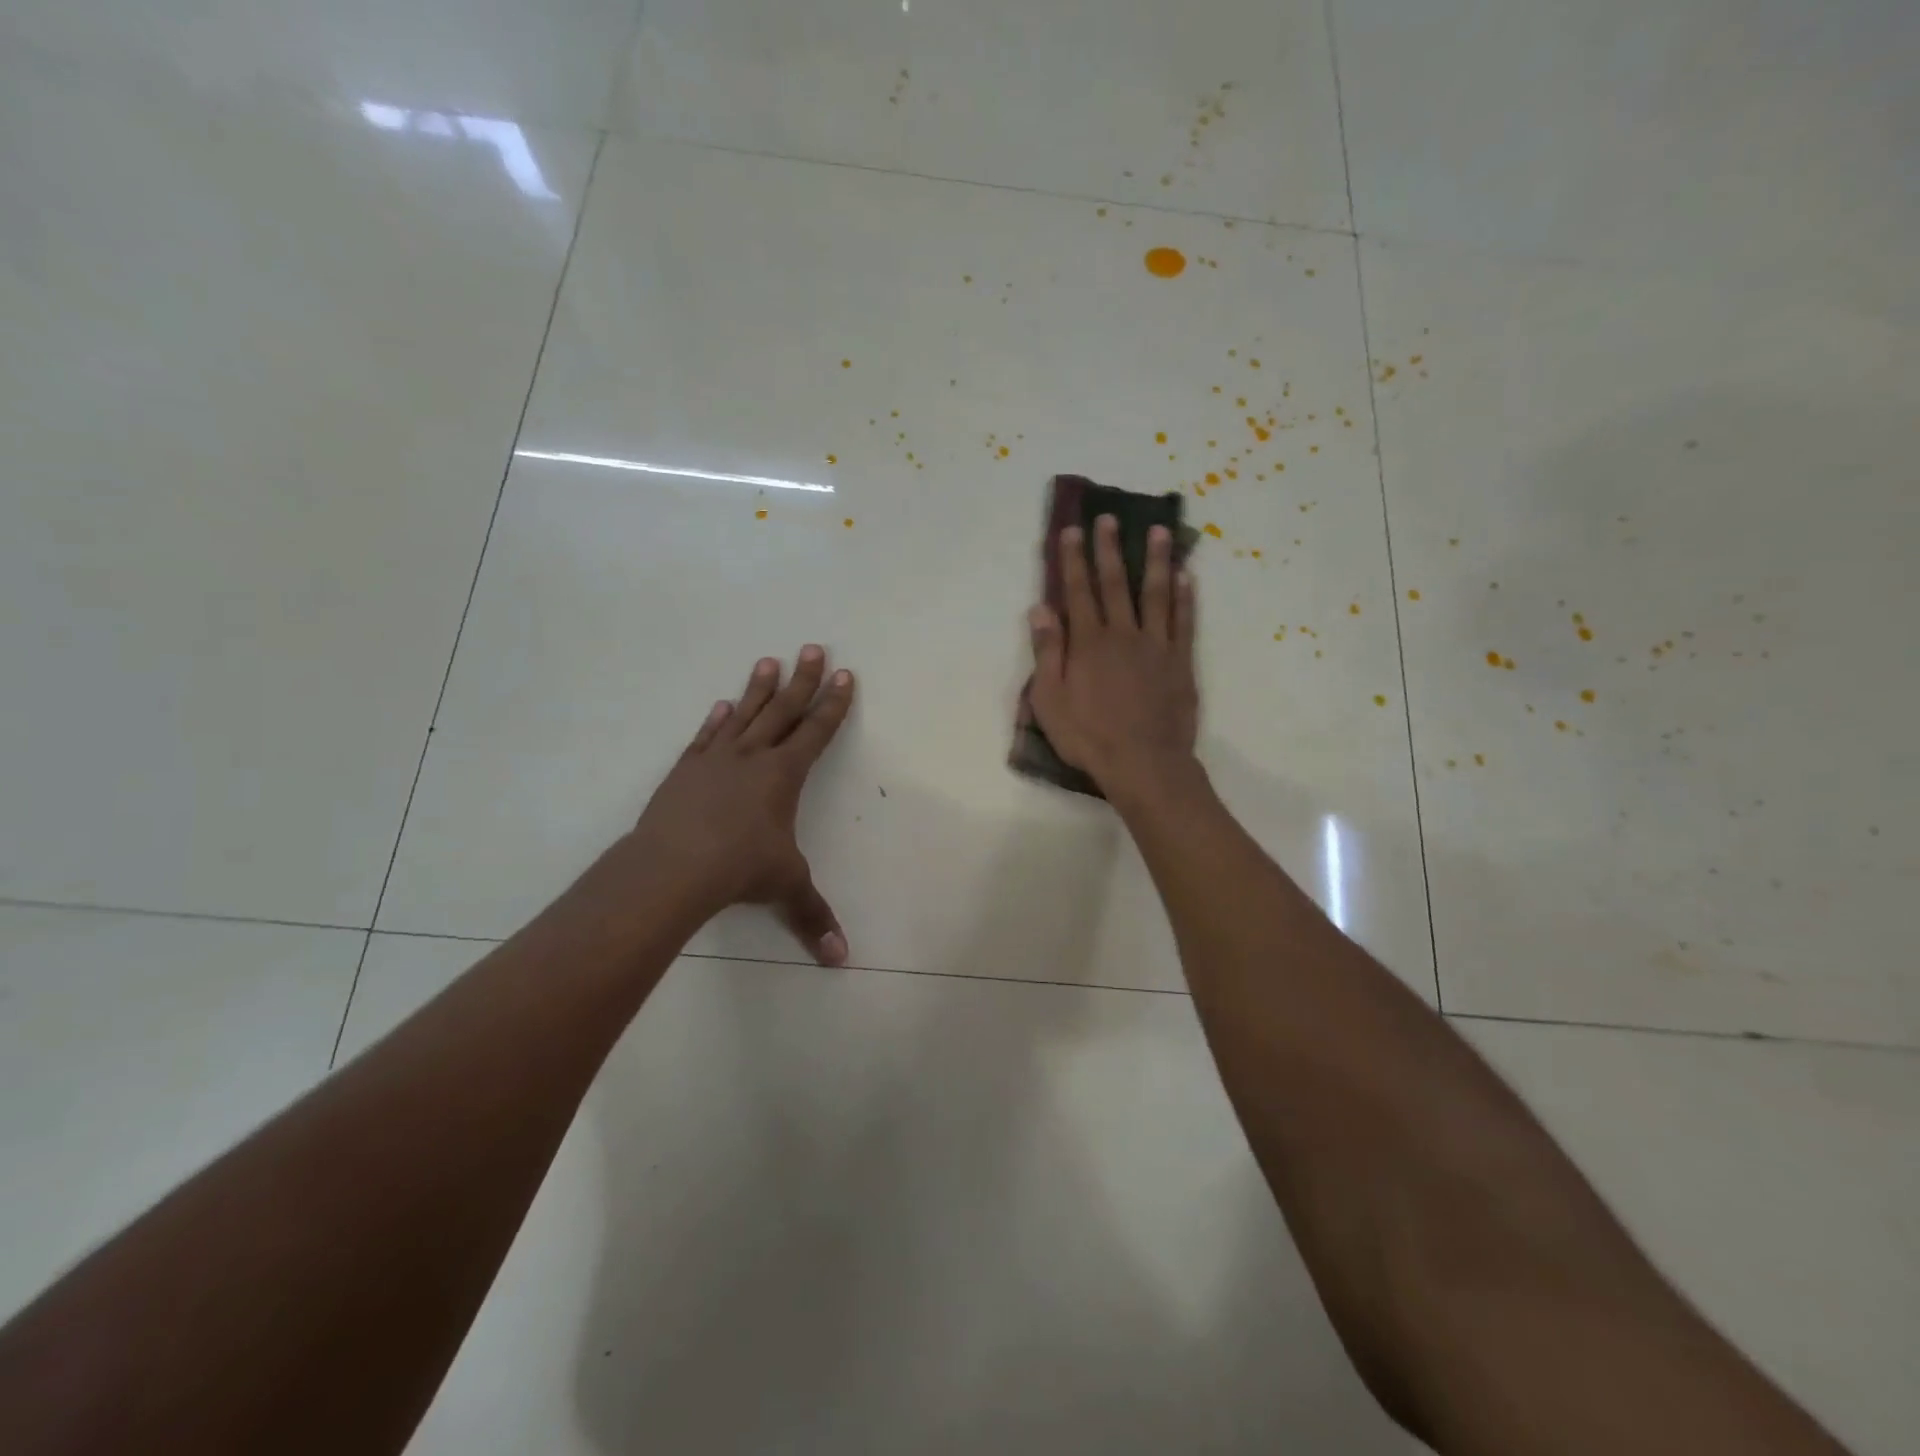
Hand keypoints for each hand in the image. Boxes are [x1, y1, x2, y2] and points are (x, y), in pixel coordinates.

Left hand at [625, 647, 854, 964]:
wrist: (672, 867)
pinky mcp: (685, 771)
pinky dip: (716, 720)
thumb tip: (841, 960)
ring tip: (769, 661)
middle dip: (803, 680)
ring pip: (744, 714)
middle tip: (812, 647)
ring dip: (759, 688)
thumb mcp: (785, 888)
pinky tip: (721, 704)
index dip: (834, 704)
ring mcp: (716, 760)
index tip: (845, 676)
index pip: (816, 732)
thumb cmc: (739, 869)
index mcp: (784, 775)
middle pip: (783, 709)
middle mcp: (753, 757)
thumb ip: (813, 916)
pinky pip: (706, 737)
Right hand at [1027, 515, 1198, 799]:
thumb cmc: (1089, 736)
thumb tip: (1040, 608)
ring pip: (1156, 593)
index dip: (1074, 559)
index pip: (1078, 591)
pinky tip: (1186, 576)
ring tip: (1159, 531)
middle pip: (1115, 583)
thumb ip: (1047, 652)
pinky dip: (1185, 597)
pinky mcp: (1180, 661)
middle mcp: (1123, 634)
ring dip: (1156, 560)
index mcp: (1088, 642)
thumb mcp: (1050, 700)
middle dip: (1109, 549)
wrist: (1144, 762)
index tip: (1073, 530)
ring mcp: (1156, 645)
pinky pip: (1184, 621)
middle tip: (1109, 518)